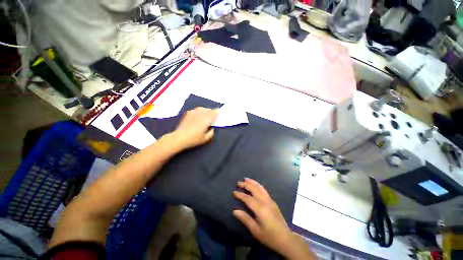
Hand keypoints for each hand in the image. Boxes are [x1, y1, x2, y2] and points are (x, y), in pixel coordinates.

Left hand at [171, 107, 218, 150]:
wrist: (179, 137)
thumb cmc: (193, 139)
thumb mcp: (205, 139)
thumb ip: (211, 133)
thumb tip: (212, 128)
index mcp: (206, 120)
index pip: (213, 113)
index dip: (217, 112)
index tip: (219, 112)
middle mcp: (201, 115)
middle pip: (208, 110)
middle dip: (212, 111)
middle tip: (214, 114)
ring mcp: (194, 113)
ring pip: (202, 108)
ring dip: (206, 110)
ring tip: (206, 113)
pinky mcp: (188, 114)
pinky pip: (196, 109)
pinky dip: (199, 111)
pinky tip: (198, 114)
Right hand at [233, 178, 315, 259]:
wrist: (285, 239)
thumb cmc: (269, 236)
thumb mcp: (256, 230)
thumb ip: (245, 219)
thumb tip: (235, 211)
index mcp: (260, 209)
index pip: (248, 198)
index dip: (241, 195)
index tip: (234, 192)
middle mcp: (265, 201)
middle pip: (254, 189)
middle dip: (246, 184)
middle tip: (239, 182)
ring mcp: (270, 200)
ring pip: (260, 187)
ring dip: (252, 182)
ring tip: (246, 179)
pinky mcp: (273, 201)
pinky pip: (264, 190)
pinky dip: (258, 185)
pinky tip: (255, 185)